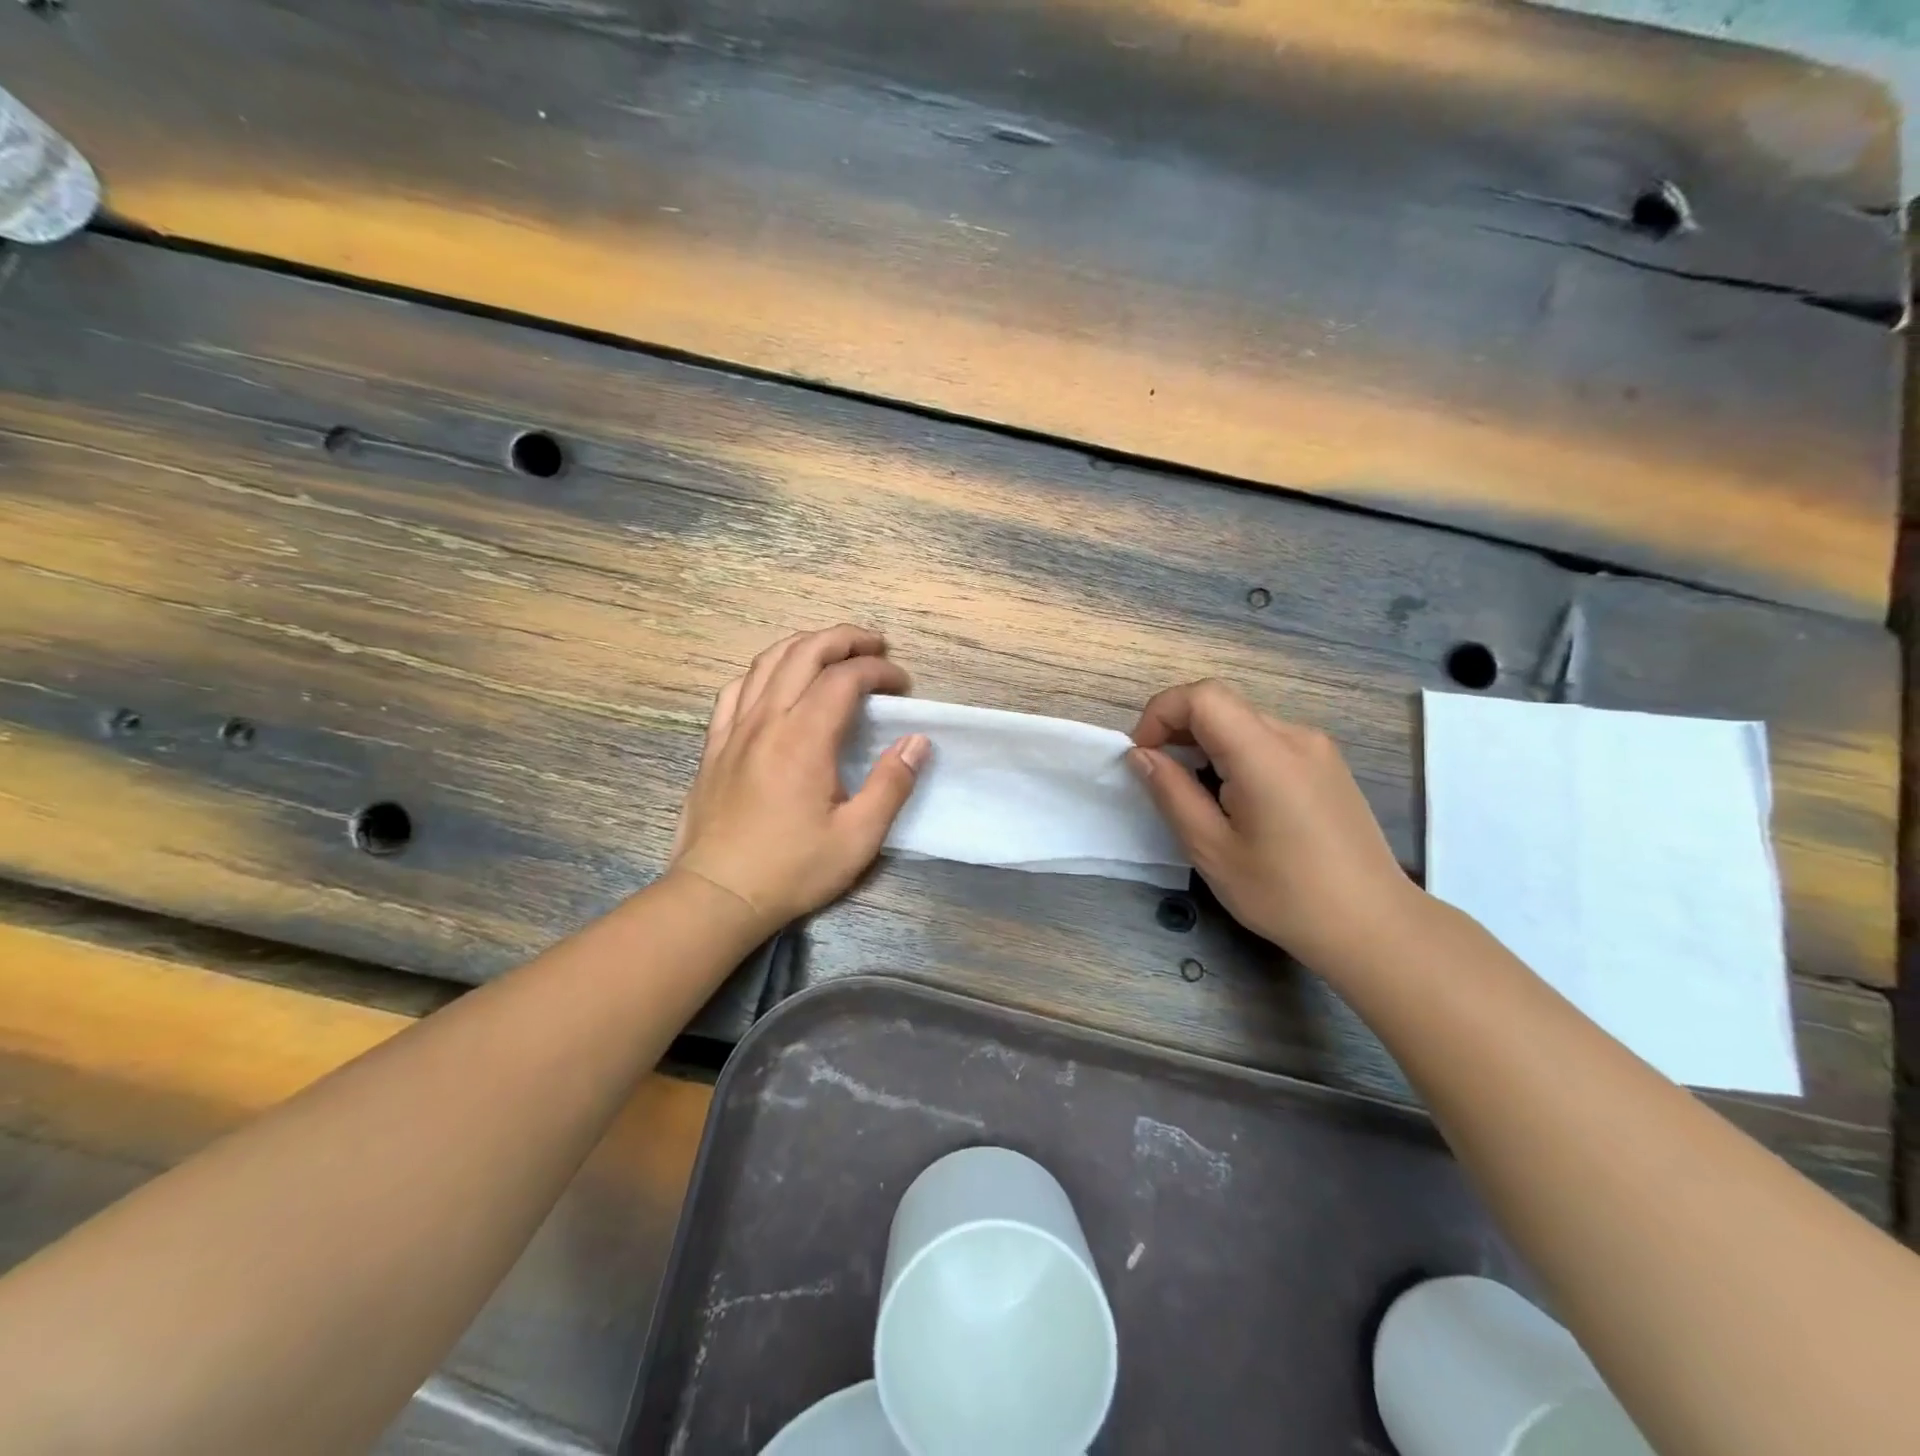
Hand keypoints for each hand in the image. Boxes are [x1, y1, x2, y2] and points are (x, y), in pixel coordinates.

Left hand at [671, 626, 928, 930]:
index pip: (845, 678)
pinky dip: (763, 670)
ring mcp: (734, 729)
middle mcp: (766, 720)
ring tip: (833, 650)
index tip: (903, 685)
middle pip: (804, 652)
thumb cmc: (791, 869)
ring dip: (805, 645)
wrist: (716, 895)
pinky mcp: (714, 744)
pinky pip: (736, 688)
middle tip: (875, 646)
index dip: (879, 670)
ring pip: (767, 661)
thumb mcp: (857, 837)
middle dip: (844, 639)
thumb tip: (917, 741)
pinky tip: (775, 679)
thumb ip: (891, 784)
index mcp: (804, 739)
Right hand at [1129, 680, 1417, 970]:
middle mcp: (1295, 737)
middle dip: (1178, 728)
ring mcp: (1317, 749)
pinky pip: (1267, 740)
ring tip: (1194, 793)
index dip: (1161, 713)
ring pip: (1243, 721)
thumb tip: (1141, 755)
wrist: (1374, 926)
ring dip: (1206, 742)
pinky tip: (1234, 799)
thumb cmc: (1286, 894)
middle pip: (1222, 704)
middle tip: (1160, 776)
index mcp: (1264, 754)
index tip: (1143, 755)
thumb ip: (1171, 793)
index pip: (1202, 696)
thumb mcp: (1212, 849)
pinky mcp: (1327, 766)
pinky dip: (1234, 753)